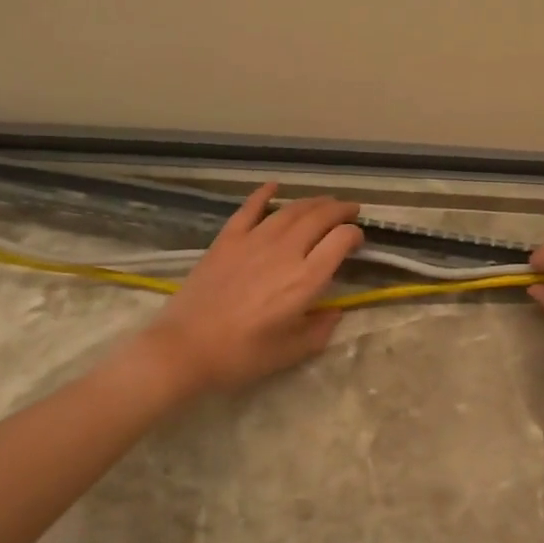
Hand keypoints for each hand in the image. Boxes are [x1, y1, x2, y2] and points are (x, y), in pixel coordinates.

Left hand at [107, 182, 363, 400]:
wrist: (185, 349)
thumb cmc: (241, 356)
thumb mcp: (291, 352)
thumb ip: (320, 329)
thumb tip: (335, 312)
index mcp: (305, 279)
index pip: (341, 240)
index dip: (355, 235)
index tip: (358, 240)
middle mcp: (285, 251)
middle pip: (320, 217)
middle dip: (340, 209)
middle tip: (351, 210)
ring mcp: (254, 241)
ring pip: (291, 210)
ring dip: (313, 201)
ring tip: (325, 201)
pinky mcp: (227, 240)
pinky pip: (249, 209)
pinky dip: (264, 194)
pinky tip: (275, 186)